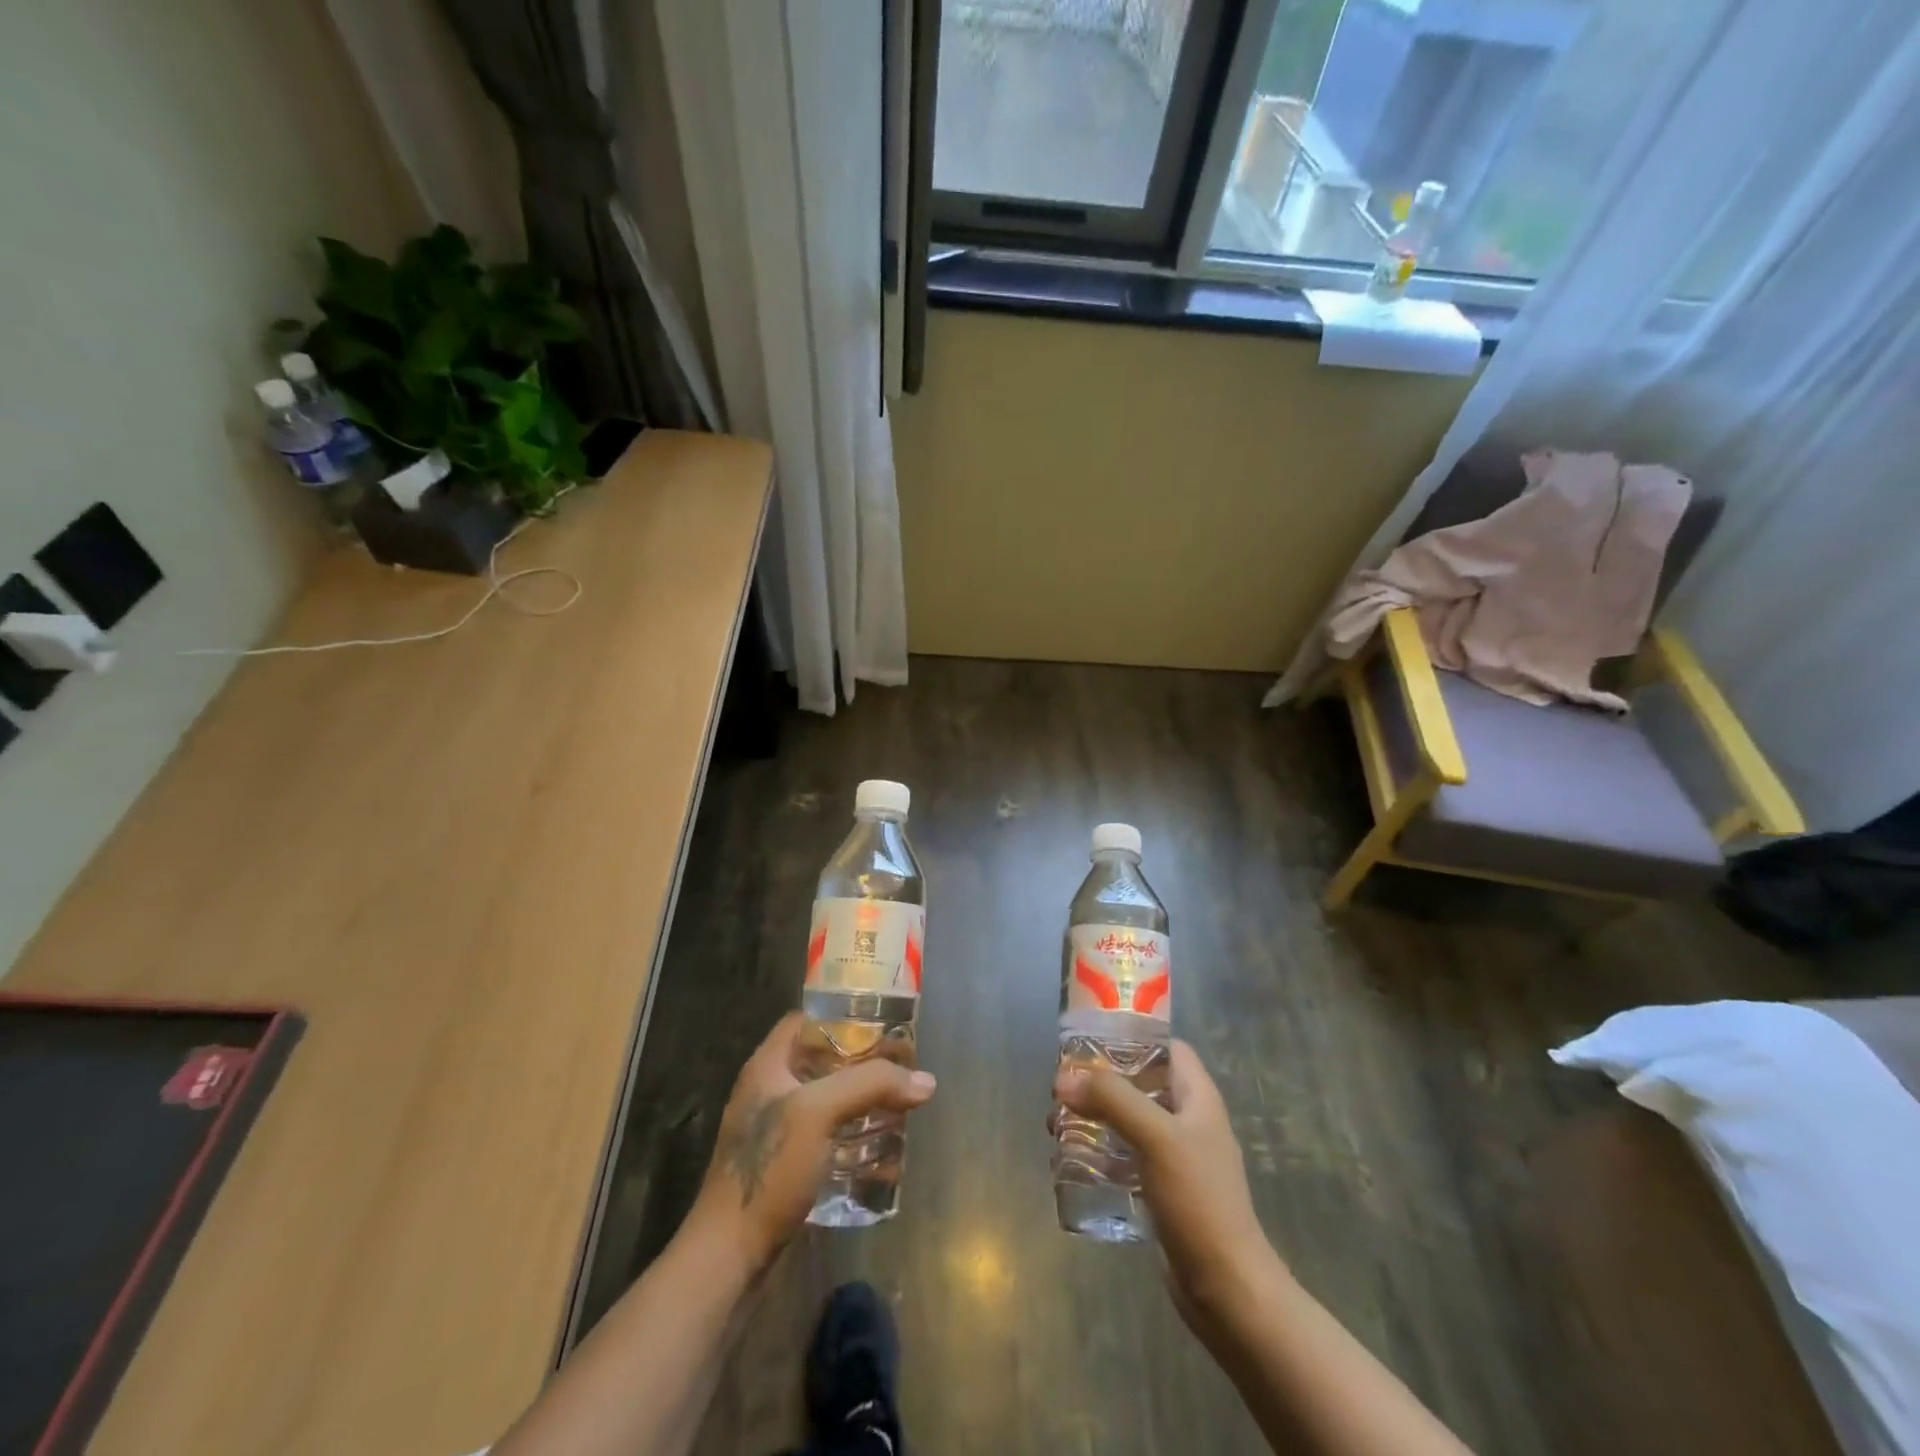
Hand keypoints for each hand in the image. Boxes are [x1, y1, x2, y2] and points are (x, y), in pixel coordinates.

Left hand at [690, 1011, 936, 1274]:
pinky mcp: (787, 1166)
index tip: (882, 1023)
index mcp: (768, 1066)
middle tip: (903, 1066)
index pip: (805, 1020)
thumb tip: (926, 1081)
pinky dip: (855, 1138)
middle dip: (863, 1062)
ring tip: (901, 1104)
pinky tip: (885, 1151)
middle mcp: (770, 1091)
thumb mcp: (819, 1112)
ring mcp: (777, 1131)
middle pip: (823, 1060)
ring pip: (828, 1100)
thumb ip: (872, 1085)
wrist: (729, 1256)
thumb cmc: (769, 1168)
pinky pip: (829, 1138)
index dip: (841, 1016)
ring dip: (863, 1101)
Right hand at [1054, 1040, 1280, 1333]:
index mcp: (1197, 1097)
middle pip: (1141, 1083)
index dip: (1133, 1037)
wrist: (1226, 1288)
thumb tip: (1063, 1079)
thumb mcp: (1156, 1137)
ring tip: (1056, 1124)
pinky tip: (1071, 1162)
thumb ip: (1112, 1100)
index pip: (1167, 1048)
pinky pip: (1125, 1157)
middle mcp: (1188, 1120)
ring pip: (1129, 1120)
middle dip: (1101, 1081)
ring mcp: (1176, 1157)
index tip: (1090, 1041)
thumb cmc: (1198, 1199)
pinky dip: (1100, 1152)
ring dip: (1094, 1118)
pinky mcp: (1162, 1190)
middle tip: (1062, 1087)